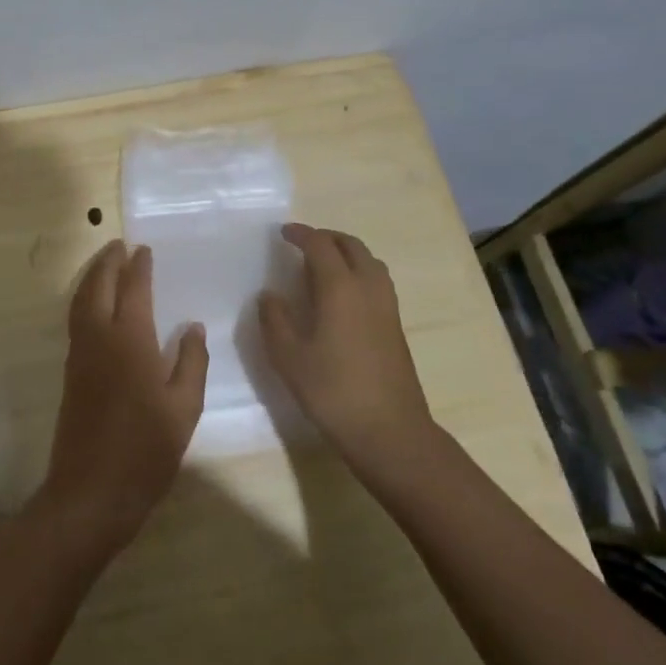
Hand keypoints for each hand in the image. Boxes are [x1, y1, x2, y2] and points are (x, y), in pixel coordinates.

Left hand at [38, 241, 208, 556]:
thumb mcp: (184, 408)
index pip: (133, 289)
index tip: (144, 249)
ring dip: (92, 276)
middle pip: (98, 286)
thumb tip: (191, 326)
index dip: (139, 267)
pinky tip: (95, 305)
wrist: (91, 491)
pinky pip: (76, 319)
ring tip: (105, 263)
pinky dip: (84, 298)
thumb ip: (191, 362)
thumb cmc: (146, 449)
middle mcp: (100, 337)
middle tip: (120, 244)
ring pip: (81, 300)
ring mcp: (80, 354)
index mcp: (130, 339)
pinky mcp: (71, 372)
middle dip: (108, 261)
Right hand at [259, 224, 432, 470]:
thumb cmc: (333, 391)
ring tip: (324, 265)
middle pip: (350, 245)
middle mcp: (367, 287)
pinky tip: (342, 296)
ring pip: (369, 261)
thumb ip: (275, 320)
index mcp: (339, 287)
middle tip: (303, 244)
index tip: (283, 233)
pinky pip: (377, 281)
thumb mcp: (289, 357)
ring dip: (346, 253)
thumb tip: (270, 295)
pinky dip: (359, 272)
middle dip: (326, 238)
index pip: (320, 245)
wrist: (390, 431)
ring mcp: (387, 306)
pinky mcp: (396, 325)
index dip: (301, 234)